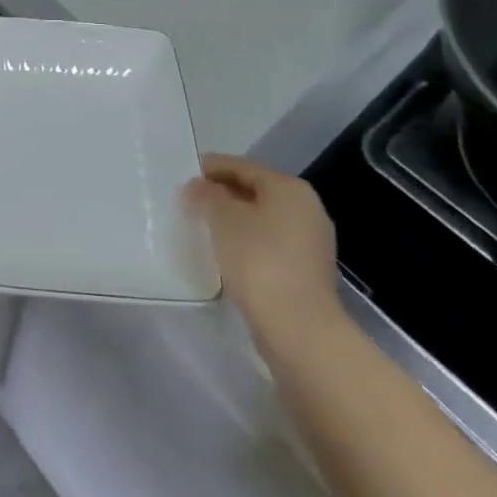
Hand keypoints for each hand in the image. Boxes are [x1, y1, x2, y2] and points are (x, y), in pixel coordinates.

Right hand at [183, 155, 343, 358]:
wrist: (299, 330)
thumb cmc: (259, 261)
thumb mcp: (223, 219)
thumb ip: (206, 195)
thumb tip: (197, 188)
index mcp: (289, 188)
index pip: (243, 166)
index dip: (212, 168)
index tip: (185, 175)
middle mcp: (306, 209)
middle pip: (255, 191)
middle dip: (223, 195)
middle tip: (191, 202)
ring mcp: (311, 243)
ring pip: (262, 219)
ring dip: (234, 220)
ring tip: (203, 228)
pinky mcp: (307, 272)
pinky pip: (269, 244)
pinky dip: (247, 242)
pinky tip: (225, 254)